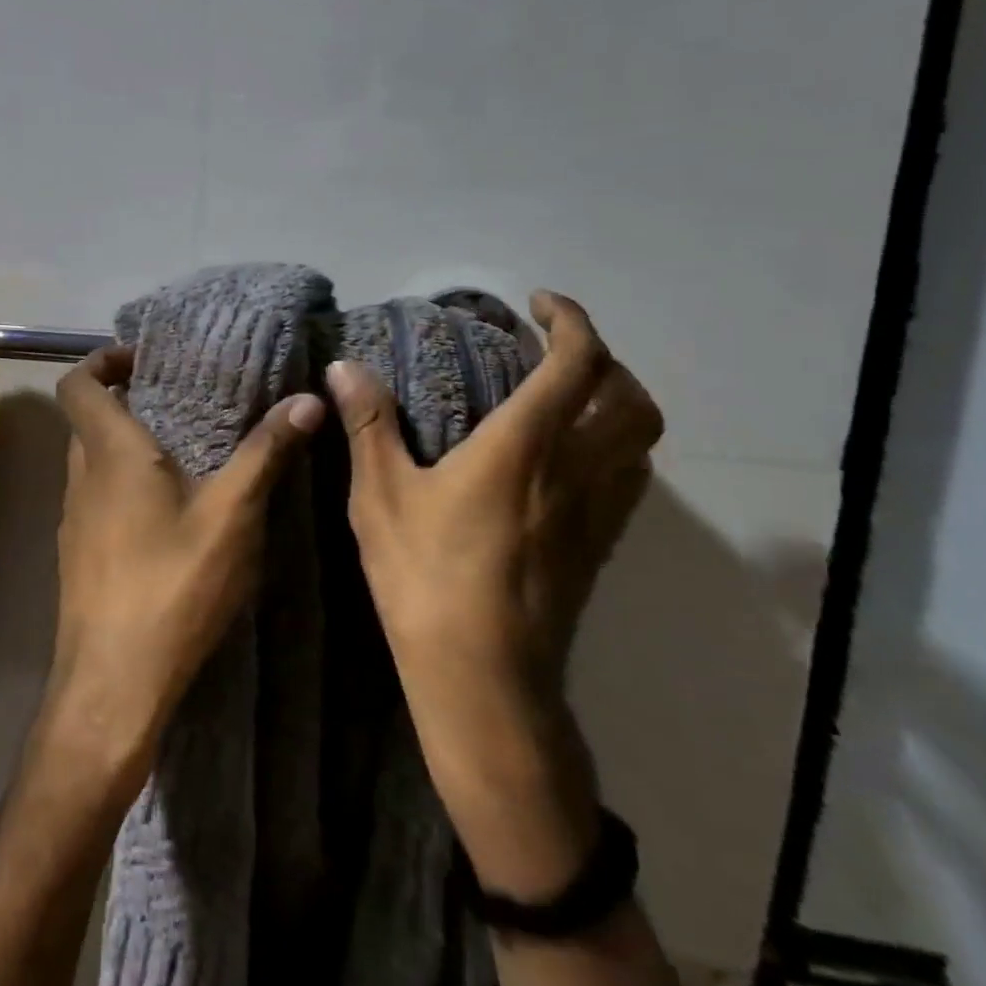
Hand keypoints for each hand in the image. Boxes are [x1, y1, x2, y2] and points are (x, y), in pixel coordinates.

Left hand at [44, 346, 325, 790]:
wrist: (113, 684)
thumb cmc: (171, 586)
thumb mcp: (232, 516)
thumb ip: (266, 453)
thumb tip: (306, 398)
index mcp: (110, 454)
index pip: (78, 384)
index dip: (102, 360)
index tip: (143, 359)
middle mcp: (81, 479)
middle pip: (87, 420)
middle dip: (125, 403)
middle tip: (178, 402)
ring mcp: (74, 521)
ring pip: (92, 463)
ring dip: (125, 448)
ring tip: (183, 454)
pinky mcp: (79, 556)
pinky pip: (97, 500)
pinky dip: (123, 487)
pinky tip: (169, 516)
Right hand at [325, 291, 661, 897]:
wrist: (484, 681)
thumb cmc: (425, 579)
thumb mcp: (380, 496)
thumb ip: (369, 424)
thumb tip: (344, 367)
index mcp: (525, 446)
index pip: (576, 362)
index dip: (569, 320)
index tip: (539, 304)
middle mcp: (576, 469)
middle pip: (629, 395)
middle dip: (602, 357)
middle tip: (554, 350)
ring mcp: (597, 512)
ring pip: (641, 438)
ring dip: (617, 400)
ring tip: (569, 396)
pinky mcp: (600, 547)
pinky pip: (629, 477)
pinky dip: (615, 445)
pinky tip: (569, 458)